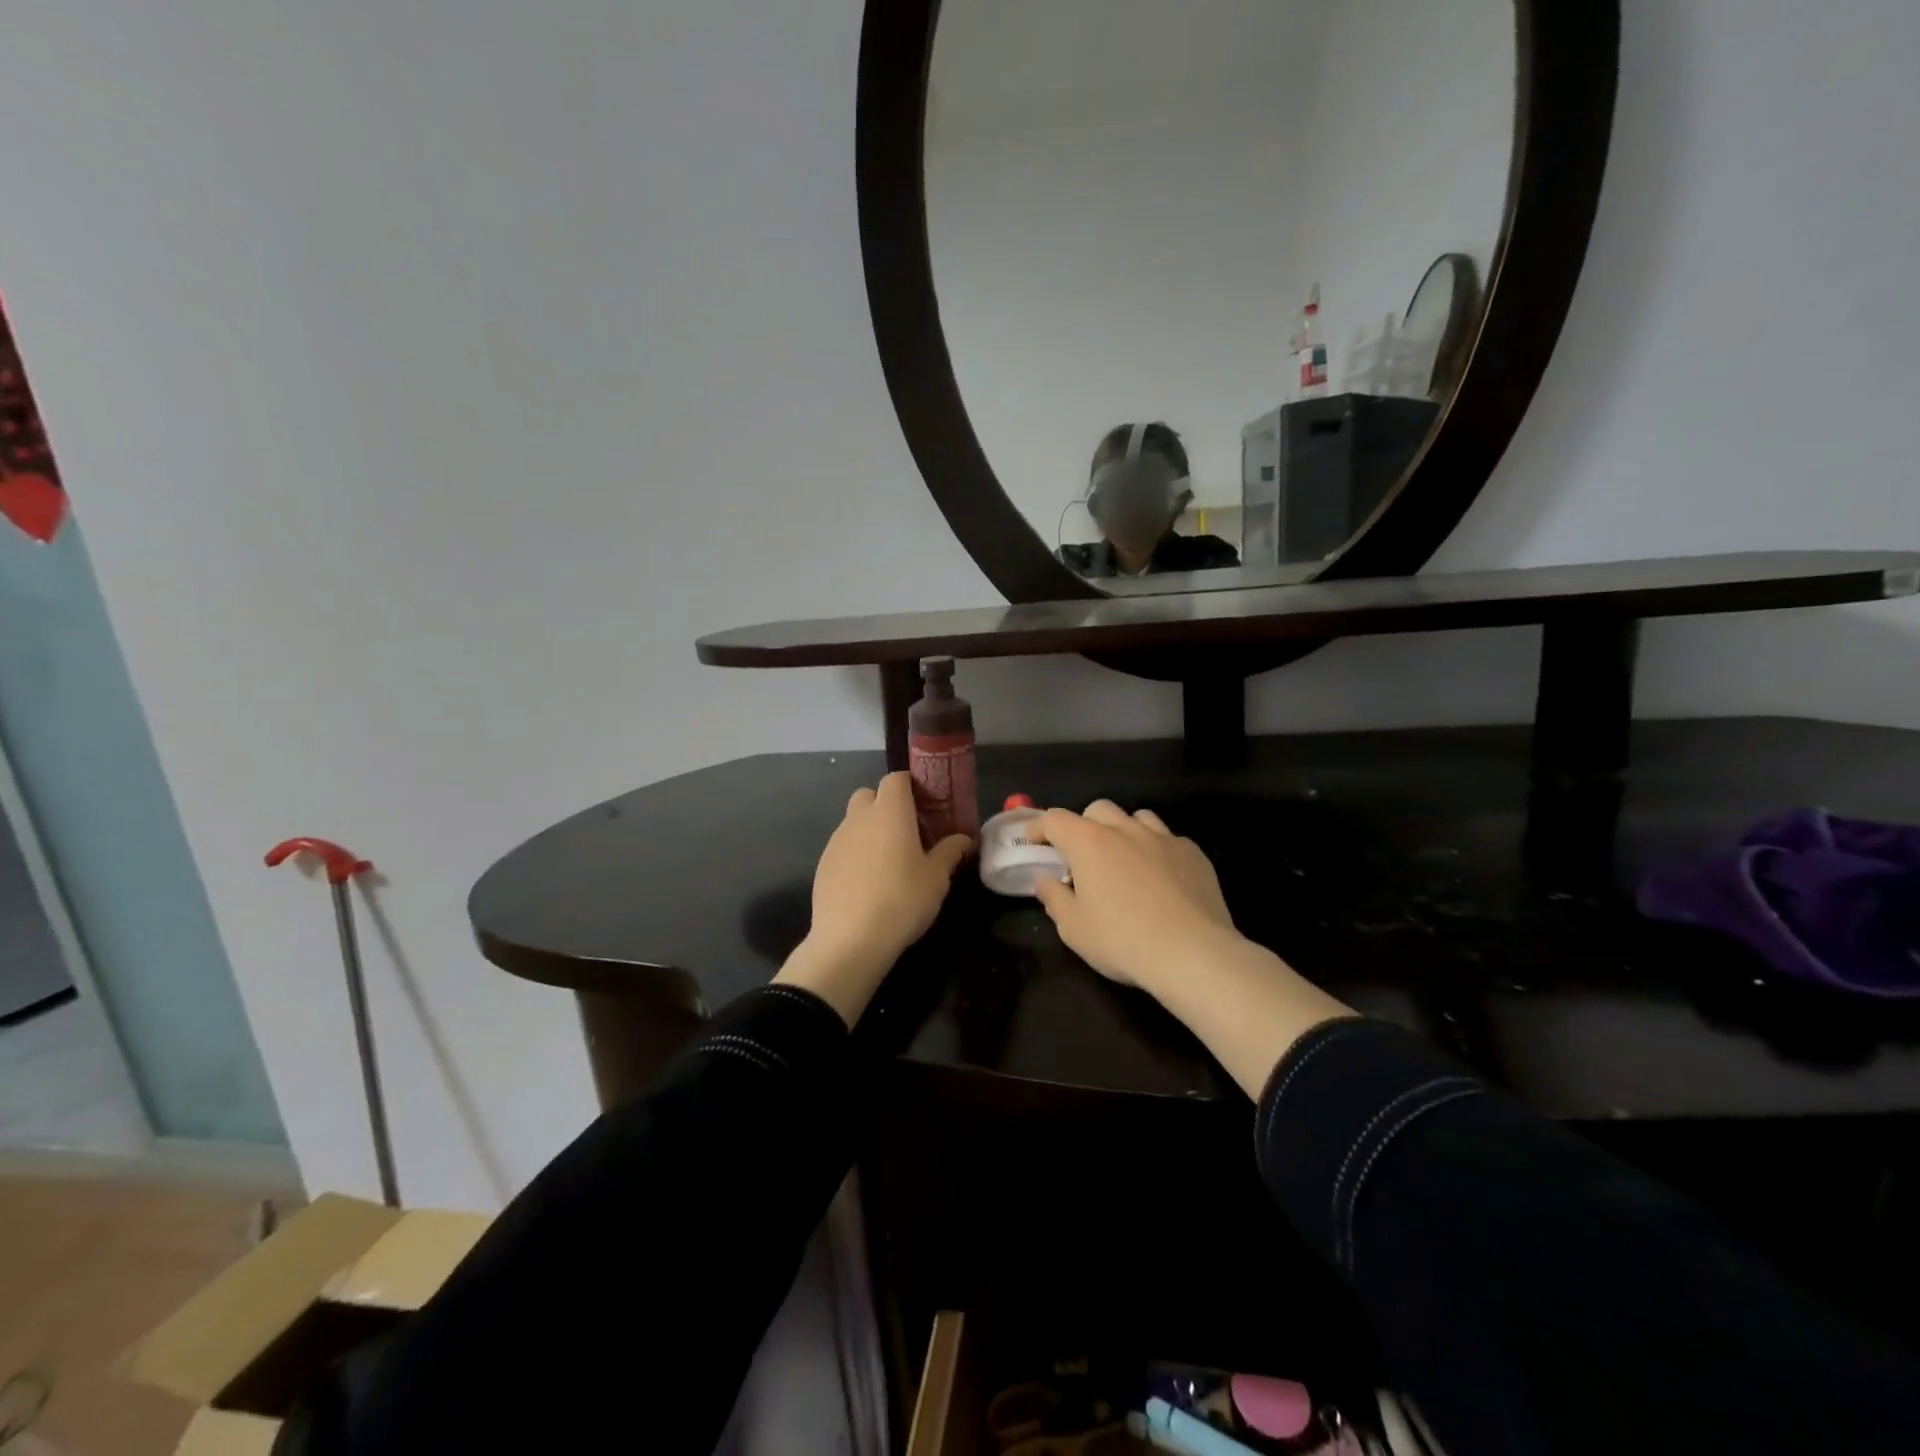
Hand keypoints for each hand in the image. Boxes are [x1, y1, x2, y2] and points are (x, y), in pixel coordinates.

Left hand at [776, 773, 971, 1023]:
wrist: (850, 940)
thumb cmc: (902, 900)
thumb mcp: (936, 878)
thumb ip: (949, 852)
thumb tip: (963, 838)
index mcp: (890, 812)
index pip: (895, 779)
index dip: (910, 785)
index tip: (926, 804)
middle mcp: (859, 818)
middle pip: (869, 795)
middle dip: (886, 805)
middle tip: (908, 831)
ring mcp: (837, 840)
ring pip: (854, 821)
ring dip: (871, 830)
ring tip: (889, 861)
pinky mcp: (823, 864)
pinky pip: (843, 846)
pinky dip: (856, 853)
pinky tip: (868, 882)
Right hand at [1032, 800, 1238, 992]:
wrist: (1193, 954)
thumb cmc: (1123, 941)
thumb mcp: (1075, 929)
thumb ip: (1055, 900)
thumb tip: (1046, 882)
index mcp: (1089, 843)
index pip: (1055, 820)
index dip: (1039, 827)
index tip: (1033, 840)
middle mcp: (1125, 830)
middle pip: (1098, 810)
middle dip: (1084, 825)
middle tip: (1081, 855)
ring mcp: (1163, 838)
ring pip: (1137, 817)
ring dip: (1123, 831)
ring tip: (1124, 859)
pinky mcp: (1193, 853)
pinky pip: (1169, 840)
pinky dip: (1156, 851)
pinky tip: (1161, 878)